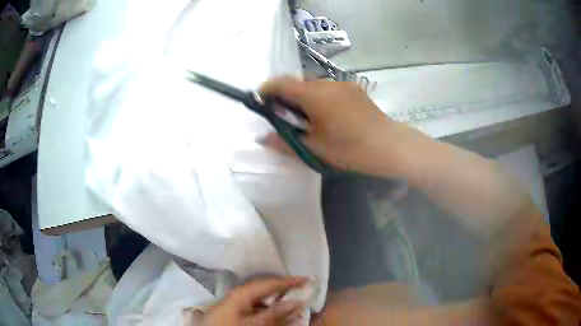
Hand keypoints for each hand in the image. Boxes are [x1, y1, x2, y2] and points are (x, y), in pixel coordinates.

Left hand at [202, 276, 307, 325]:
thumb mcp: (253, 323)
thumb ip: (274, 313)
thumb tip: (296, 301)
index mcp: (242, 293)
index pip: (270, 283)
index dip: (289, 281)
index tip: (307, 279)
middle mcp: (239, 294)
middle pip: (265, 289)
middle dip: (284, 290)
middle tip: (302, 290)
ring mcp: (235, 302)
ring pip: (261, 299)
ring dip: (277, 303)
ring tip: (292, 305)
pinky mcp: (234, 310)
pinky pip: (255, 307)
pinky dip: (267, 310)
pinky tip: (274, 314)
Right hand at [260, 78, 421, 175]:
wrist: (389, 146)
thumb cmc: (350, 149)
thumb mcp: (315, 149)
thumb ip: (285, 142)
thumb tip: (263, 138)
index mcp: (314, 95)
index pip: (281, 83)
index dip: (267, 89)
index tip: (260, 100)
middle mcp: (327, 83)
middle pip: (298, 83)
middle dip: (285, 95)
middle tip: (284, 116)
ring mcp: (343, 85)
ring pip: (314, 85)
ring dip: (304, 97)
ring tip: (308, 119)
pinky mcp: (354, 90)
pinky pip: (329, 89)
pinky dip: (319, 98)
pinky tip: (327, 116)